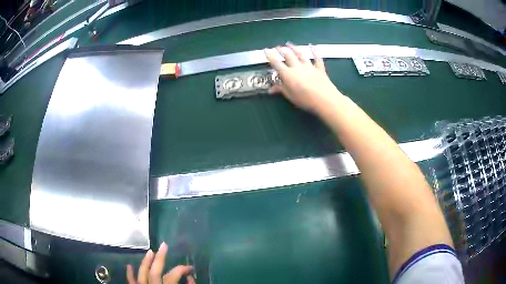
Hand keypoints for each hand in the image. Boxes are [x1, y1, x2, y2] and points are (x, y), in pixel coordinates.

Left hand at [127, 242, 194, 283]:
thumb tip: (190, 277)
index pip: (174, 275)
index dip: (182, 269)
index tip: (190, 268)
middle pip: (155, 271)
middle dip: (160, 258)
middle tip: (164, 245)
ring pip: (141, 273)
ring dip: (146, 262)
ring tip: (150, 251)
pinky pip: (131, 281)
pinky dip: (130, 274)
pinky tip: (129, 265)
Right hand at [264, 44, 342, 113]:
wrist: (326, 100)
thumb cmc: (306, 100)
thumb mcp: (291, 97)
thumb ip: (281, 90)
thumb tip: (271, 89)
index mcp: (289, 75)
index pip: (277, 63)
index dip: (270, 56)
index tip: (266, 50)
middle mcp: (298, 68)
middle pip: (288, 56)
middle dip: (281, 50)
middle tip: (277, 47)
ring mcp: (310, 67)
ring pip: (301, 55)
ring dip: (294, 48)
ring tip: (289, 44)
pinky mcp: (320, 69)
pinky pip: (317, 59)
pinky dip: (315, 52)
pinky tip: (313, 47)